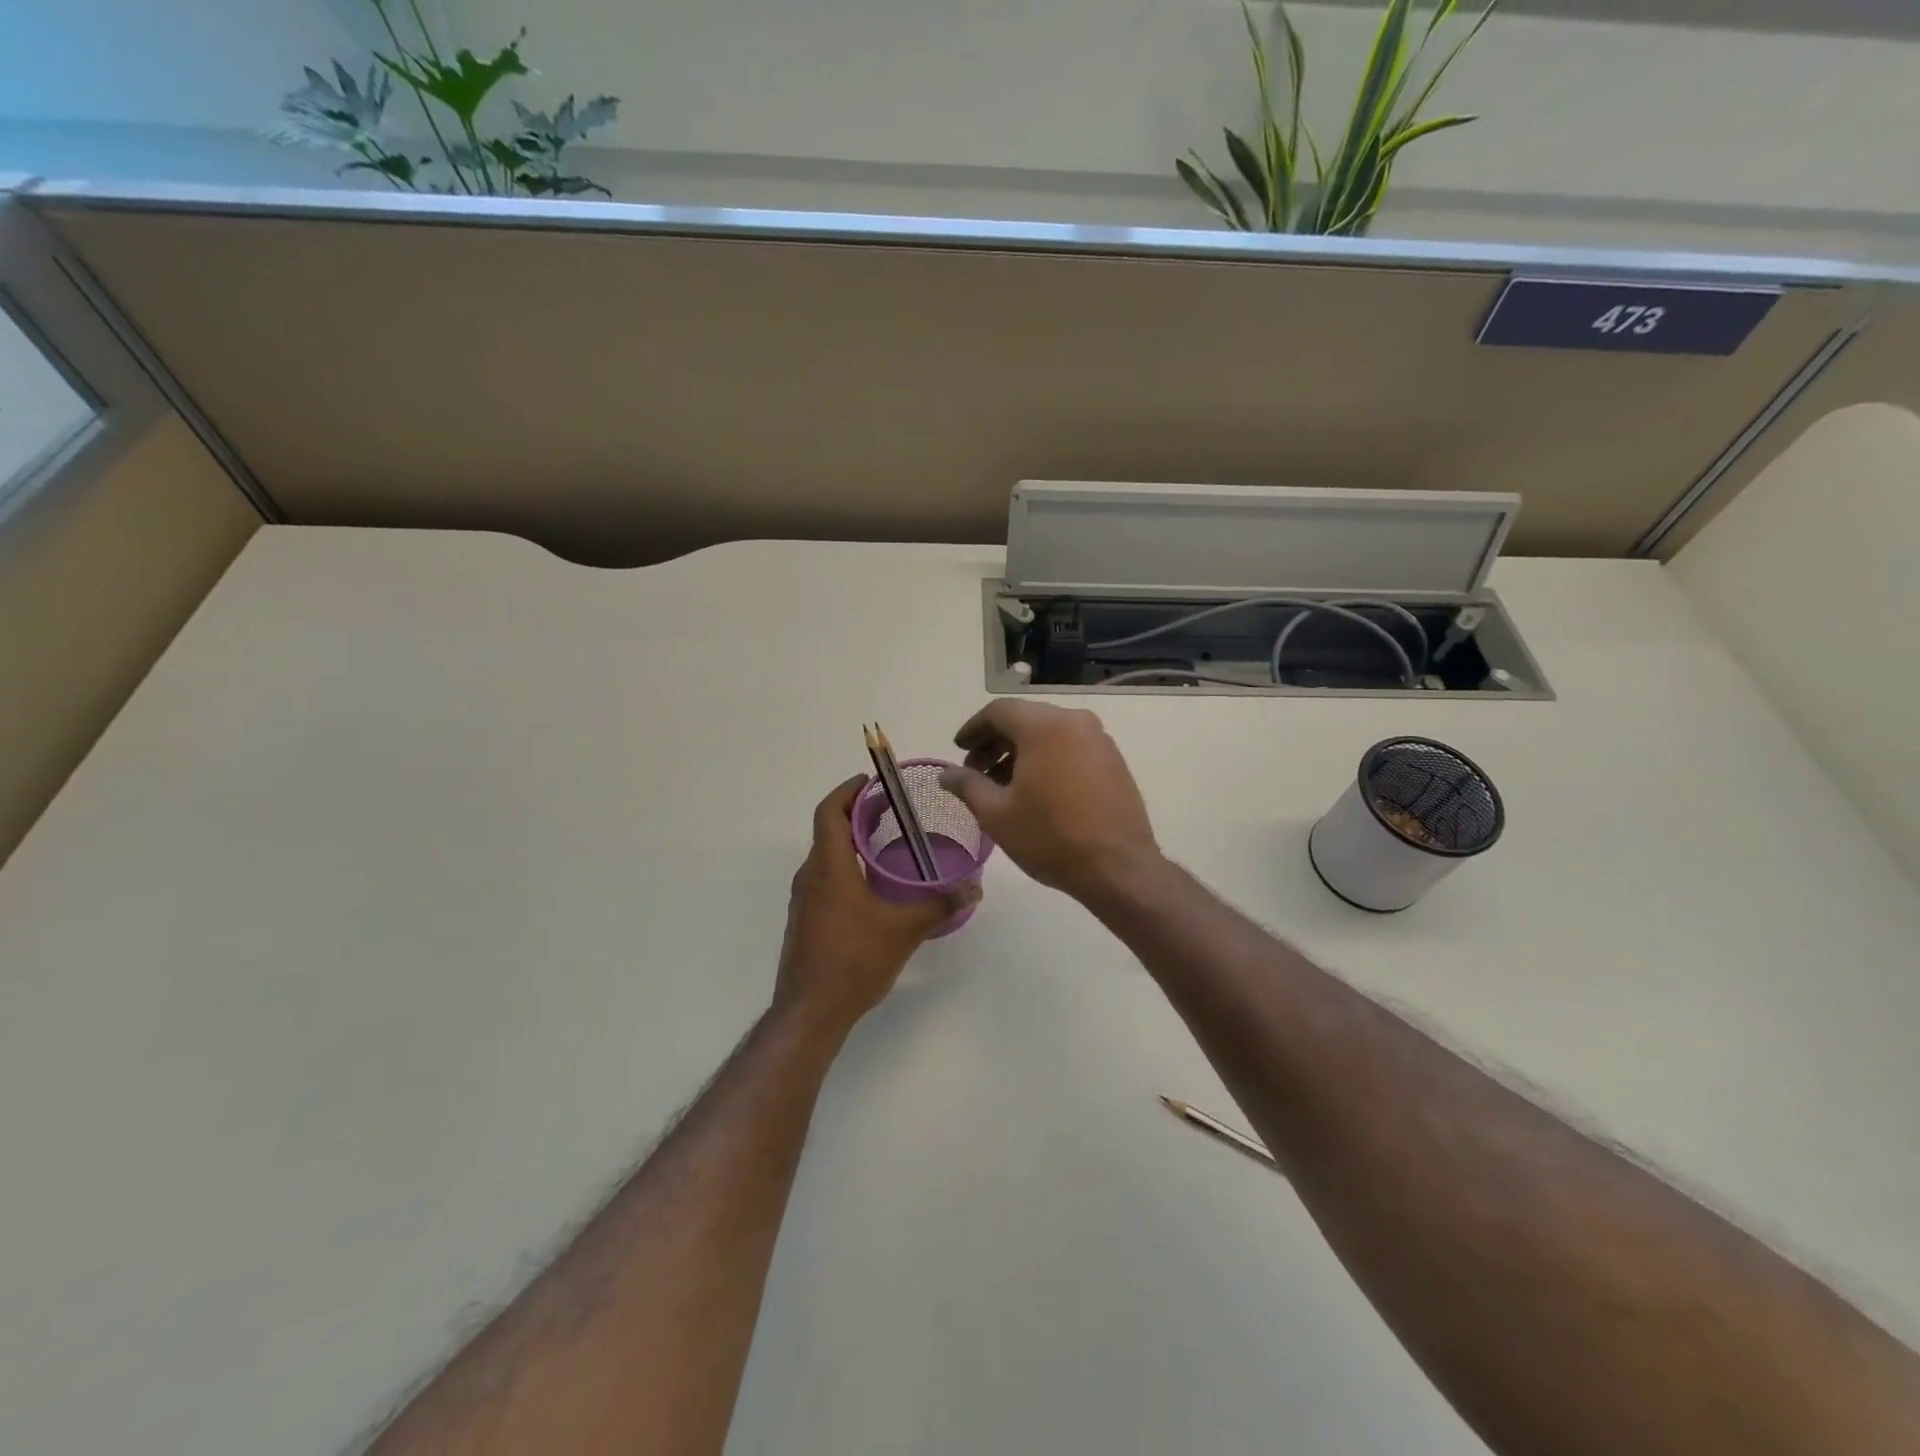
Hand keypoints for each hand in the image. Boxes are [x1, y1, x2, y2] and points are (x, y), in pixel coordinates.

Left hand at [774, 775, 980, 1035]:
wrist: (810, 1012)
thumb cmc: (854, 961)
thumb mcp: (904, 930)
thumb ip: (940, 905)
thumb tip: (973, 888)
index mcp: (829, 867)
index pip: (830, 811)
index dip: (848, 790)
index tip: (873, 781)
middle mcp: (810, 876)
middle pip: (828, 829)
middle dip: (856, 813)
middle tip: (891, 808)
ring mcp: (804, 899)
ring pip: (826, 855)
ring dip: (851, 840)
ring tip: (886, 841)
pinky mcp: (806, 919)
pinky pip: (824, 877)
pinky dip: (846, 865)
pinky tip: (872, 884)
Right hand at [938, 701, 1161, 904]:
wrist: (1117, 867)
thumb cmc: (1050, 837)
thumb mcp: (996, 813)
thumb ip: (967, 785)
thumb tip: (945, 774)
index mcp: (1044, 726)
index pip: (999, 711)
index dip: (973, 729)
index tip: (958, 750)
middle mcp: (1075, 721)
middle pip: (1025, 719)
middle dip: (996, 742)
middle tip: (976, 771)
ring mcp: (1099, 739)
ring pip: (1049, 733)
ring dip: (1020, 751)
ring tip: (1002, 785)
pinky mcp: (1113, 760)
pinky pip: (1071, 746)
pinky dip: (1047, 758)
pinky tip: (1036, 790)